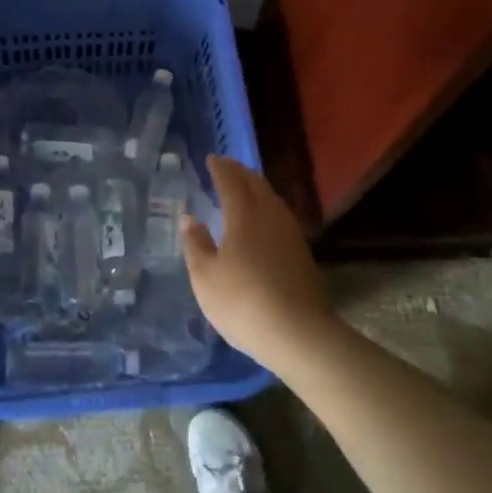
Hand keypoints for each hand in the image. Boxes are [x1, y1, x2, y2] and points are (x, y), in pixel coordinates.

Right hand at [182, 156, 337, 366]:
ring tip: (243, 189)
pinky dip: (267, 208)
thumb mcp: (205, 277)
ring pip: (272, 200)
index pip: (231, 181)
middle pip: (256, 184)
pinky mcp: (302, 254)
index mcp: (244, 215)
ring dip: (256, 188)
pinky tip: (262, 222)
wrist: (298, 334)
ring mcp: (291, 234)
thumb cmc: (242, 302)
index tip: (211, 159)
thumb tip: (189, 218)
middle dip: (240, 172)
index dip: (220, 168)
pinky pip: (280, 217)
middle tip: (226, 168)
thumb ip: (195, 244)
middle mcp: (271, 216)